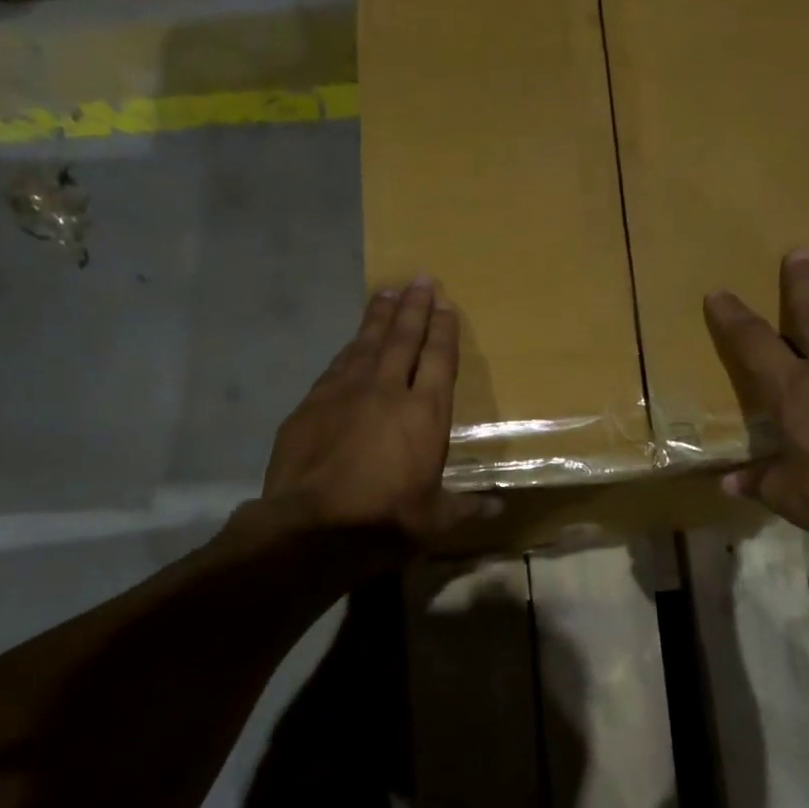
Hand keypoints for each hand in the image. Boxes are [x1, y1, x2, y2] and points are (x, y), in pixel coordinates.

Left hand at [262, 277, 486, 545]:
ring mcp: (343, 393)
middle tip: (419, 279)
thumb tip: (498, 506)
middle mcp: (386, 391)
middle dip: (413, 308)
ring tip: (386, 294)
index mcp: (424, 414)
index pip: (439, 359)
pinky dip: (348, 350)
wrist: (312, 527)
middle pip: (402, 339)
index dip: (443, 329)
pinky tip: (350, 344)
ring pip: (365, 344)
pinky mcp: (310, 405)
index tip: (445, 303)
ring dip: (378, 317)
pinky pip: (336, 367)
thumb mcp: (434, 520)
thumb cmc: (385, 521)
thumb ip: (466, 507)